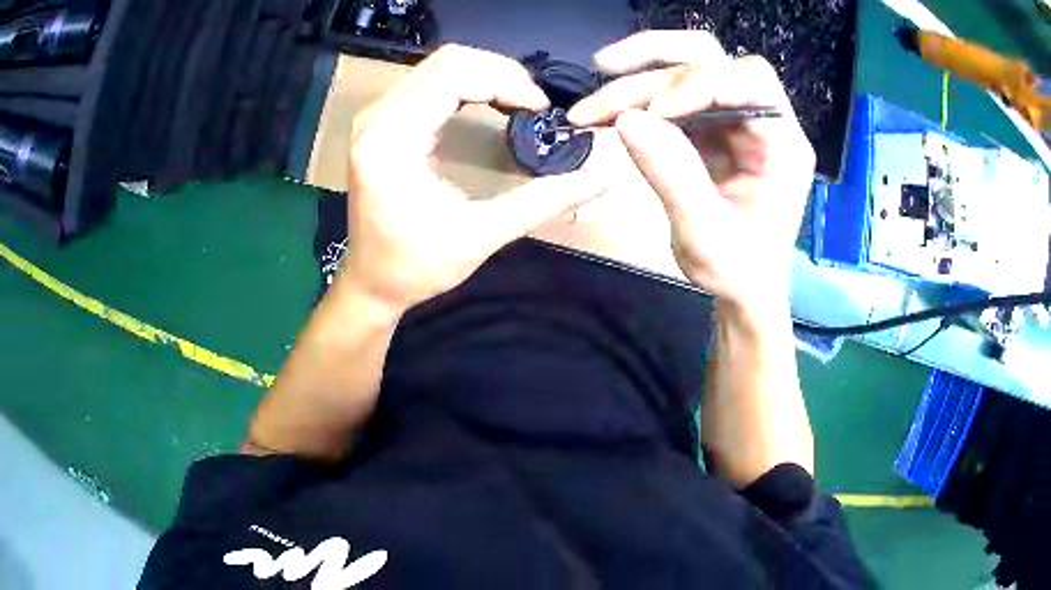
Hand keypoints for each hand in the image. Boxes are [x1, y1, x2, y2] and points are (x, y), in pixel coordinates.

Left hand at [342, 44, 609, 311]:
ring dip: (485, 76)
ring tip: (519, 103)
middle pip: (447, 61)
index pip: (453, 76)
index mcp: (391, 141)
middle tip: (533, 104)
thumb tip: (602, 174)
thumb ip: (543, 200)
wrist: (371, 283)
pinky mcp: (381, 122)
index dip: (505, 82)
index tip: (539, 109)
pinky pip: (429, 82)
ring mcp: (375, 117)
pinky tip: (491, 105)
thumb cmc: (417, 267)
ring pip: (438, 66)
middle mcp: (376, 118)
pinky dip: (467, 85)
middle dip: (499, 73)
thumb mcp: (482, 235)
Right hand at [568, 31, 814, 309]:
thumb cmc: (738, 270)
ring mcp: (733, 121)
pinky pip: (671, 98)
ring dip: (637, 76)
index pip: (749, 82)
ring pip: (685, 70)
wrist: (742, 289)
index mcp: (782, 145)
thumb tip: (627, 119)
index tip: (653, 113)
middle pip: (714, 60)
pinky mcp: (709, 129)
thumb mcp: (706, 235)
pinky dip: (636, 100)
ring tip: (593, 99)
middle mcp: (761, 121)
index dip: (699, 84)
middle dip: (657, 60)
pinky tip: (606, 112)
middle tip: (604, 68)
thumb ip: (672, 175)